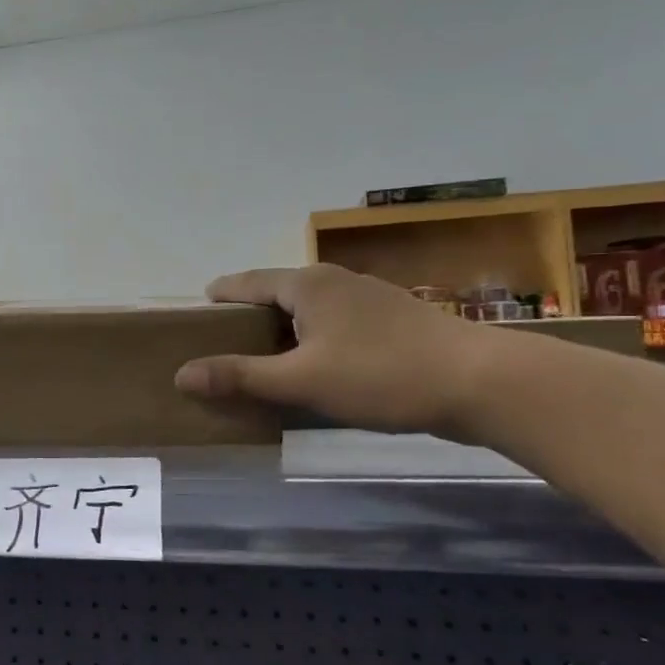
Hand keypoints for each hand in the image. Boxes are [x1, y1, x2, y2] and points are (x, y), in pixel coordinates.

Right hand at [174, 265, 495, 435]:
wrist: (484, 383)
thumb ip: (240, 376)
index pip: (248, 282)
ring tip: (265, 359)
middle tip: (224, 343)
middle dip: (250, 315)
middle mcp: (336, 281)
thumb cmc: (382, 374)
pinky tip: (318, 368)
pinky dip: (314, 341)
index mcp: (308, 284)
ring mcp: (370, 299)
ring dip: (284, 330)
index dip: (220, 294)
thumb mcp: (301, 380)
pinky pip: (336, 325)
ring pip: (311, 310)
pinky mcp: (394, 322)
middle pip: (278, 293)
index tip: (199, 309)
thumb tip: (181, 374)